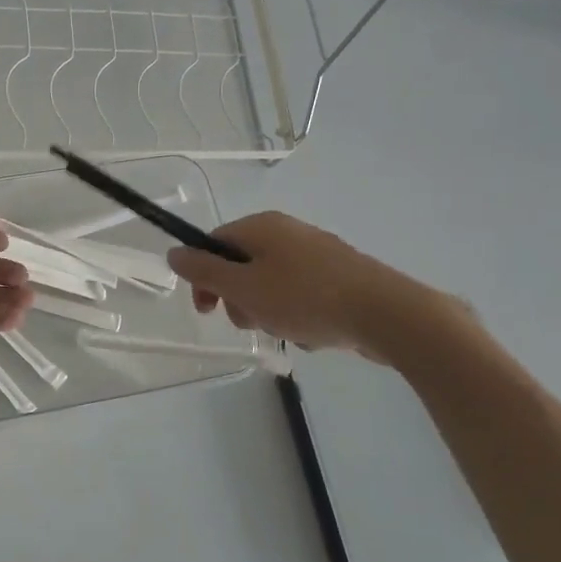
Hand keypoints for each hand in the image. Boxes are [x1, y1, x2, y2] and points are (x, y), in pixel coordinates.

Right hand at [165, 211, 439, 357]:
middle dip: (239, 300)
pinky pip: (302, 296)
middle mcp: (288, 232)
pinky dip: (299, 316)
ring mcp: (317, 254)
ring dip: (269, 312)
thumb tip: (174, 252)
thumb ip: (204, 271)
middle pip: (242, 266)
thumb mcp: (243, 287)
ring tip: (288, 331)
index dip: (203, 277)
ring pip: (271, 285)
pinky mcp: (340, 277)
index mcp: (262, 227)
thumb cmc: (305, 297)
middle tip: (252, 322)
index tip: (207, 310)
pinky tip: (314, 334)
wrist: (386, 313)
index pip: (214, 243)